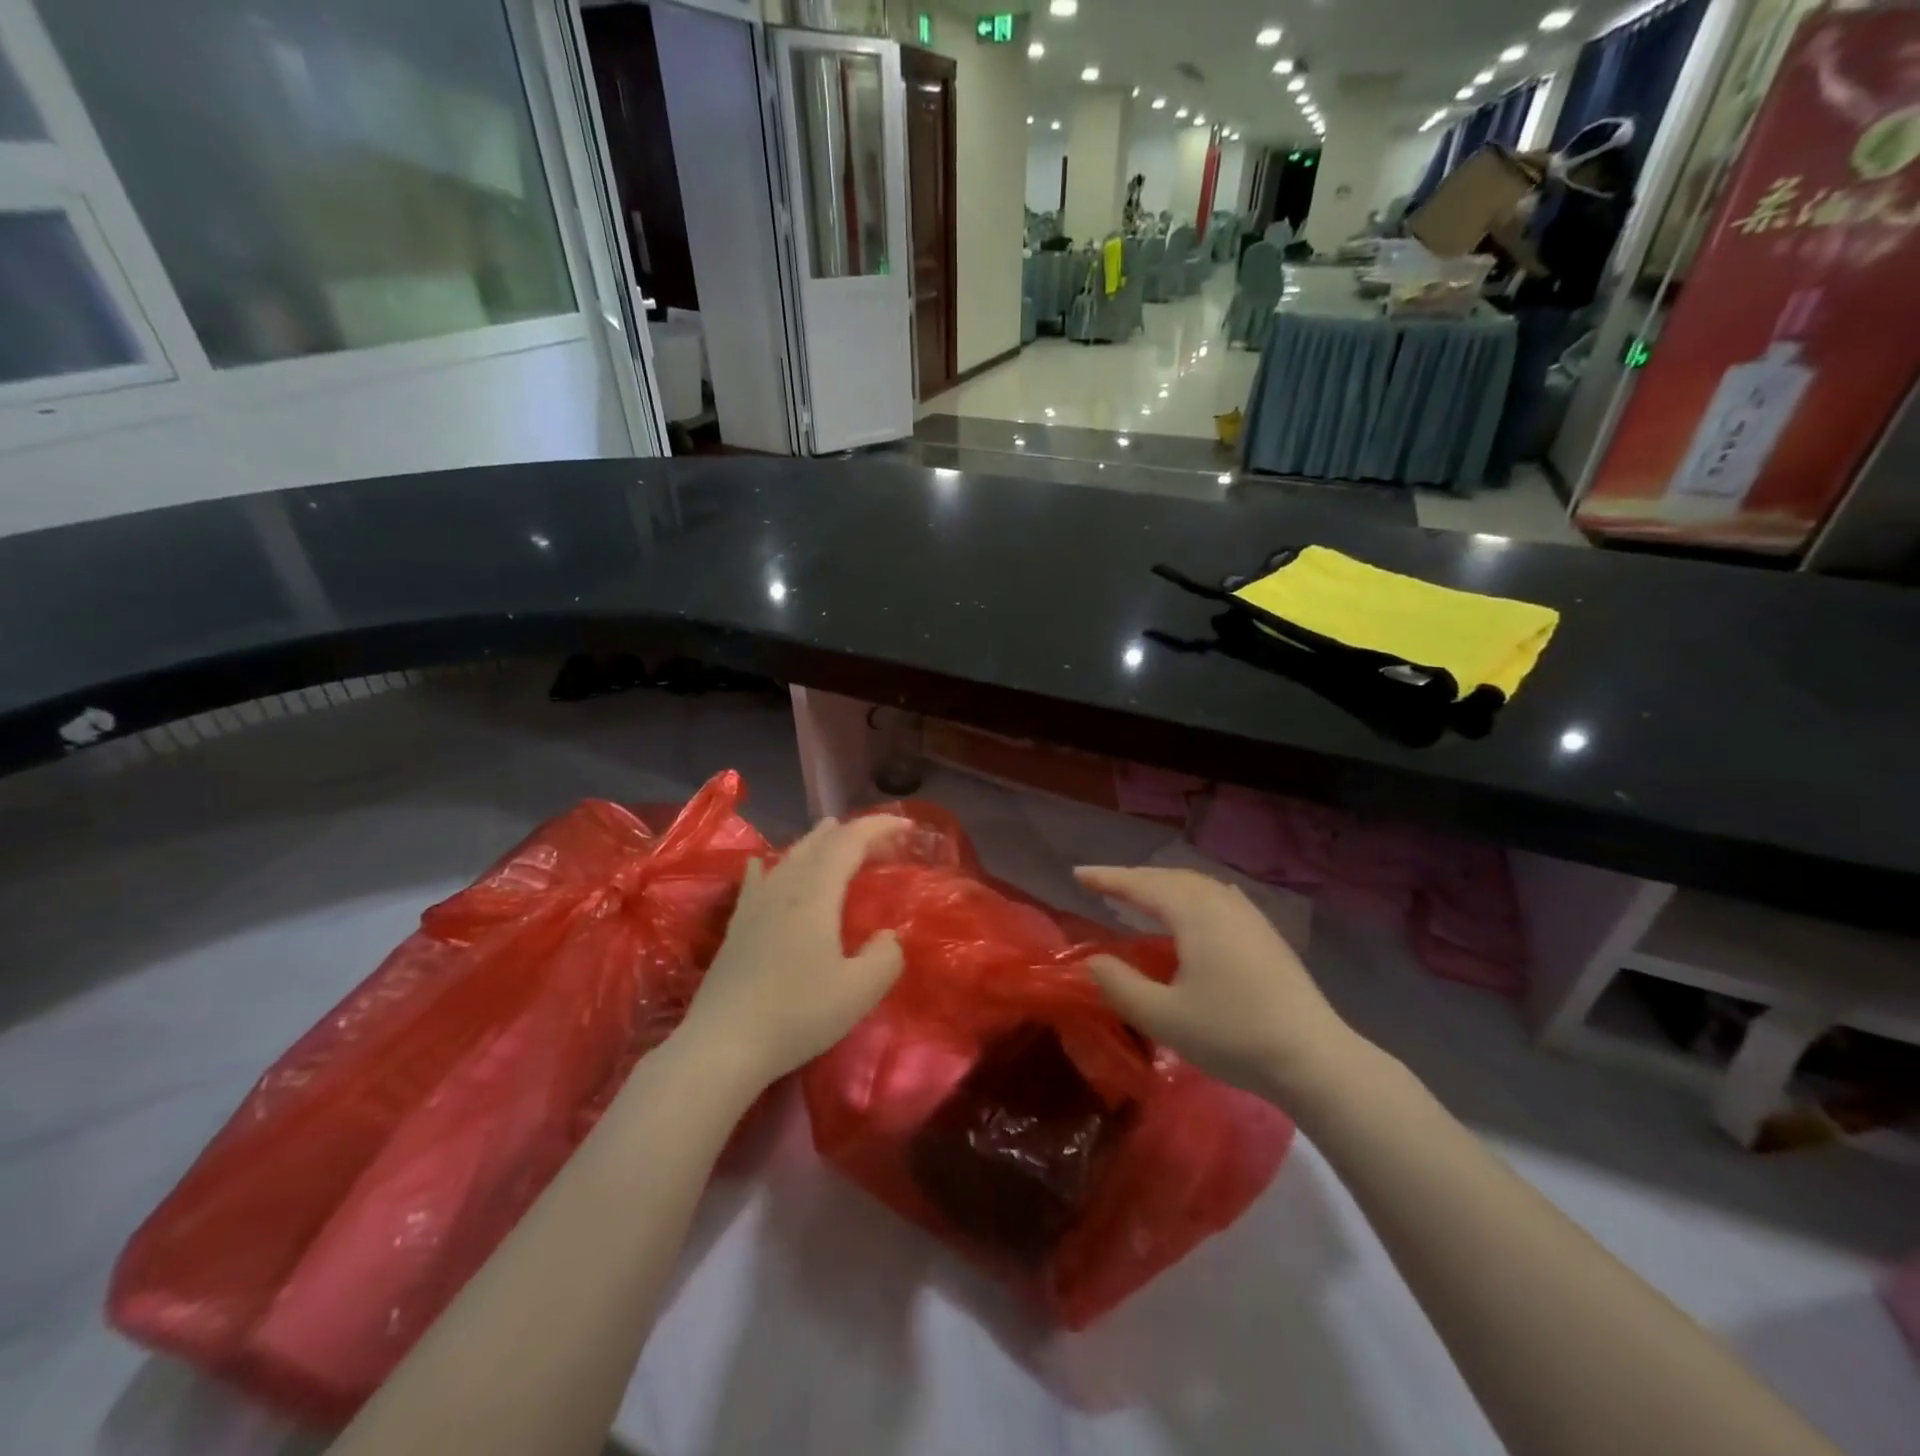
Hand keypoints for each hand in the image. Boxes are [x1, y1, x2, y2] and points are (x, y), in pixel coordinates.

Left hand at [677, 816, 908, 1089]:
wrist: (723, 1045)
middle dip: (851, 832)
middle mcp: (785, 888)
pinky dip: (769, 866)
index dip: (878, 827)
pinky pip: (756, 881)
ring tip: (830, 831)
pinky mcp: (737, 927)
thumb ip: (885, 957)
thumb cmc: (798, 1013)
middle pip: (819, 844)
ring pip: (789, 858)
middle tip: (877, 834)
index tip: (906, 825)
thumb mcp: (859, 991)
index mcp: (816, 893)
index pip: (850, 842)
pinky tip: (761, 863)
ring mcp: (755, 905)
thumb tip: (887, 937)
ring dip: (815, 842)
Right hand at [1074, 866, 1367, 1104]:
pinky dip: (1190, 895)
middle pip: (1169, 878)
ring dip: (1162, 885)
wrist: (1313, 1058)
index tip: (1077, 874)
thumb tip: (1093, 960)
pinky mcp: (1265, 933)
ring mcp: (1249, 915)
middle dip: (1133, 878)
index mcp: (1194, 913)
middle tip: (1102, 885)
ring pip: (1196, 885)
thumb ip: (1119, 985)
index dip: (1107, 878)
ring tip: (1140, 896)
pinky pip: (1216, 897)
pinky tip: (1193, 909)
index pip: (1141, 884)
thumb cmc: (1233, 1034)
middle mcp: (1221, 902)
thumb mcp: (1163, 1017)